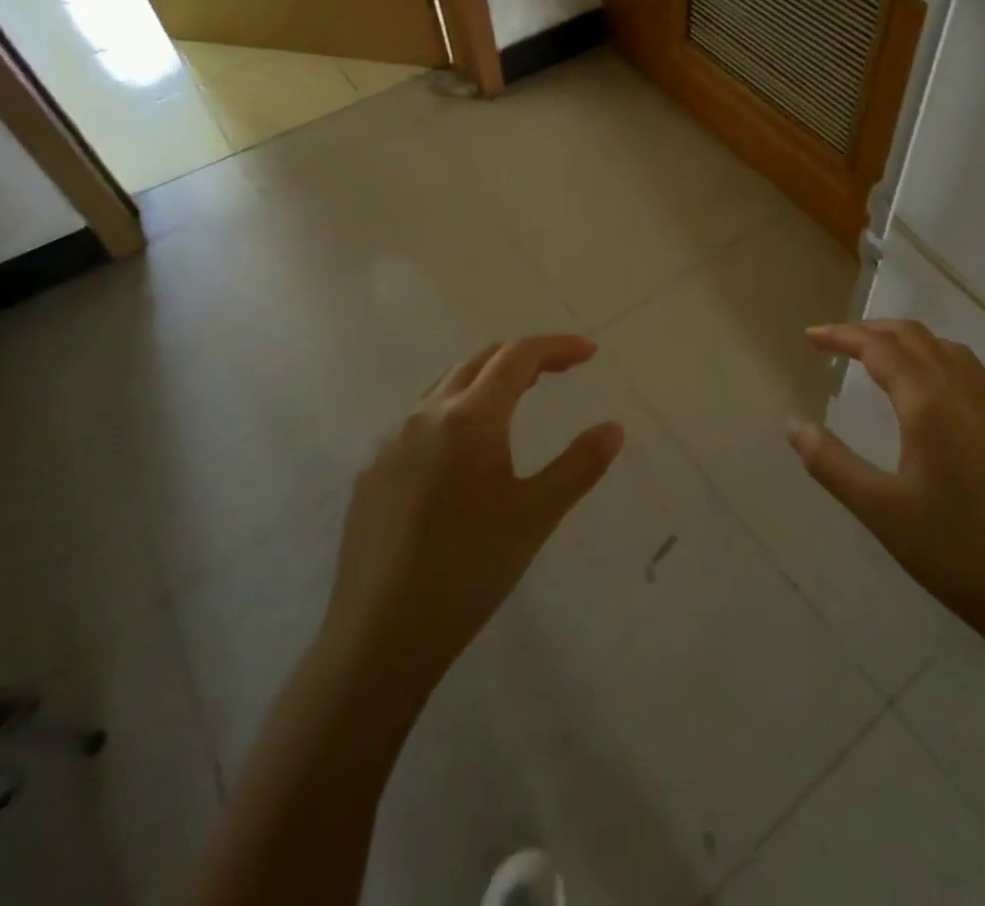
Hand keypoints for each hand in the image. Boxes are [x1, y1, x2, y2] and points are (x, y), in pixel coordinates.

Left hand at [319, 336, 623, 699]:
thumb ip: (579, 465)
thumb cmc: (469, 569)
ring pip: (445, 386)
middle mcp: (425, 415)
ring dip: (486, 381)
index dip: (557, 347)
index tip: (590, 352)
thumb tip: (613, 428)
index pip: (518, 357)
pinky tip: (463, 456)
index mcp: (469, 417)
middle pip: (480, 361)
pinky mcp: (371, 472)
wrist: (379, 637)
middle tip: (559, 373)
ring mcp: (390, 442)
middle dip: (523, 358)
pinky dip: (454, 414)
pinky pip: (418, 422)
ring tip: (516, 403)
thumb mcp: (536, 516)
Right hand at [792, 320, 984, 646]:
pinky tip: (940, 394)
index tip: (812, 336)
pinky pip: (976, 375)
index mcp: (929, 403)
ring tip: (885, 356)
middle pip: (916, 337)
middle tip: (840, 341)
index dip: (842, 336)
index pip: (879, 348)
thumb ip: (831, 463)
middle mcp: (965, 392)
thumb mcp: (880, 510)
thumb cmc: (954, 553)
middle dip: (874, 330)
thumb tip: (793, 425)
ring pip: (950, 350)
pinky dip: (944, 364)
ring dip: (912, 342)